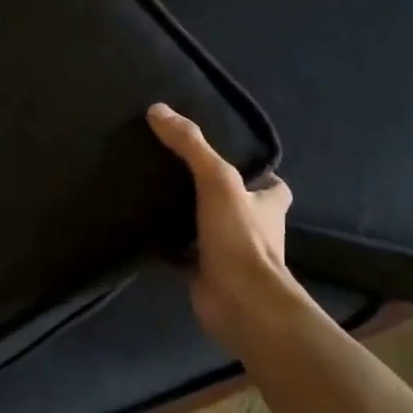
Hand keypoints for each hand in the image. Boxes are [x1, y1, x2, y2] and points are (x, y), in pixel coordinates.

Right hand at [147, 103, 307, 354]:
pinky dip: (166, 245)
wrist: (240, 303)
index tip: (224, 157)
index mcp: (268, 205)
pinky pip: (182, 253)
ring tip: (152, 193)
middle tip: (174, 169)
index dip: (254, 172)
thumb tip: (158, 110)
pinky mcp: (205, 274)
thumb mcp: (217, 180)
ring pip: (207, 228)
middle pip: (235, 204)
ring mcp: (229, 254)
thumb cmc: (240, 238)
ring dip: (188, 217)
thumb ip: (191, 146)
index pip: (270, 184)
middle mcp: (254, 229)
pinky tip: (141, 229)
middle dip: (212, 193)